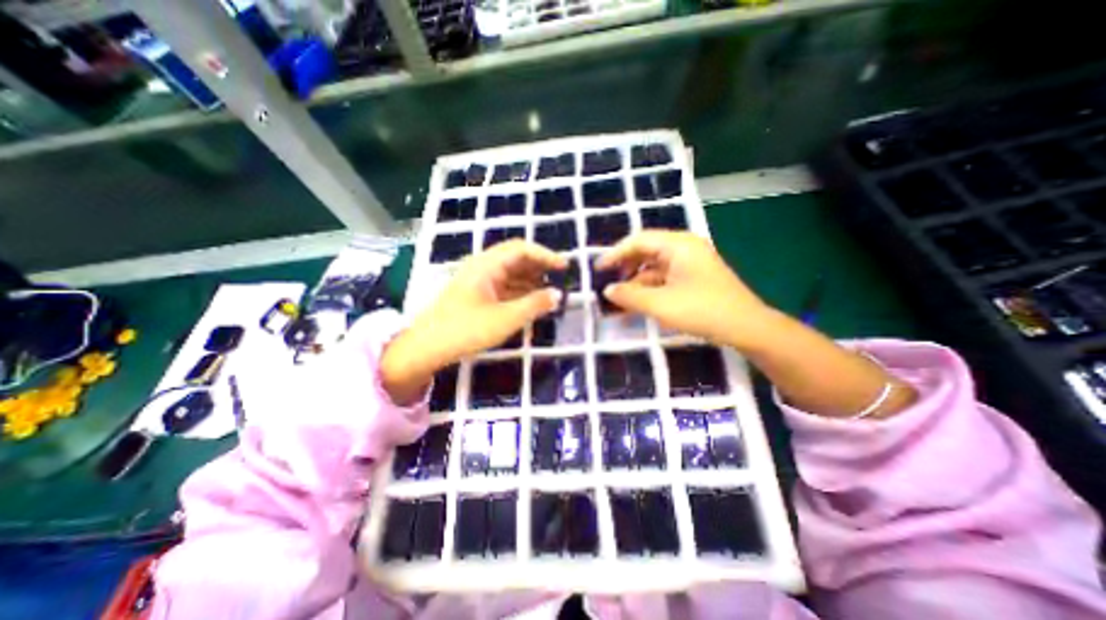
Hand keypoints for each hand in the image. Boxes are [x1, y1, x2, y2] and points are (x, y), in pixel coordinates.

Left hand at [384, 239, 568, 404]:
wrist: (426, 348)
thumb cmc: (465, 330)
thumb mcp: (505, 319)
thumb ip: (534, 305)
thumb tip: (558, 295)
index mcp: (487, 265)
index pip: (521, 249)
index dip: (545, 255)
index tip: (565, 267)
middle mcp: (483, 267)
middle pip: (516, 258)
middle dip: (540, 266)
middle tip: (561, 279)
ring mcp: (479, 281)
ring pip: (511, 273)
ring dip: (531, 279)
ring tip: (551, 290)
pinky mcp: (477, 295)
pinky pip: (504, 286)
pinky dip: (521, 291)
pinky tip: (532, 301)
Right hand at [597, 230, 769, 351]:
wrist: (747, 327)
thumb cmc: (702, 310)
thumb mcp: (660, 304)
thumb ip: (630, 296)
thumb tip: (607, 291)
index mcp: (678, 245)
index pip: (638, 240)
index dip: (615, 253)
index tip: (598, 269)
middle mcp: (684, 248)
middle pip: (646, 251)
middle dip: (625, 266)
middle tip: (608, 281)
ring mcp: (690, 263)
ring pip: (654, 266)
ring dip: (636, 280)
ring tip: (620, 297)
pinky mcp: (694, 277)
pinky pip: (665, 277)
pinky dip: (650, 288)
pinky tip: (639, 301)